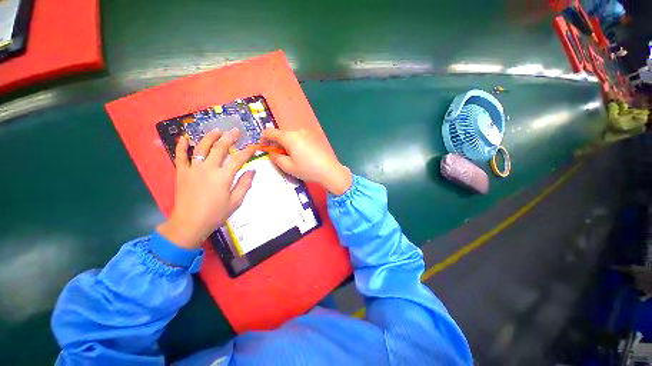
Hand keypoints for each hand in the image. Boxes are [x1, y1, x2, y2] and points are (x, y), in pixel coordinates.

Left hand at [157, 128, 255, 248]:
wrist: (189, 224)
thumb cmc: (215, 214)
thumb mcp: (236, 202)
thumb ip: (244, 184)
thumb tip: (252, 171)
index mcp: (223, 177)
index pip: (238, 159)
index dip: (247, 151)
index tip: (254, 146)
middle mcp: (208, 169)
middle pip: (219, 148)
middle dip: (229, 138)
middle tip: (235, 130)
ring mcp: (193, 169)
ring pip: (201, 147)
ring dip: (209, 137)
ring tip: (216, 130)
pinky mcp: (181, 172)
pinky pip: (180, 156)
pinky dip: (182, 145)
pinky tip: (184, 137)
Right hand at [262, 128, 351, 194]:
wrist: (329, 170)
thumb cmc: (307, 169)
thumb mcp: (288, 166)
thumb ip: (276, 158)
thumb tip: (273, 152)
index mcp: (290, 137)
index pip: (270, 132)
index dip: (264, 138)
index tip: (263, 147)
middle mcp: (298, 131)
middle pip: (282, 134)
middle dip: (277, 144)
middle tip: (280, 157)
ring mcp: (308, 134)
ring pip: (292, 137)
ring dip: (287, 145)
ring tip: (293, 158)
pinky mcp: (315, 138)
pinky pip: (300, 139)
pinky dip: (296, 145)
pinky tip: (302, 156)